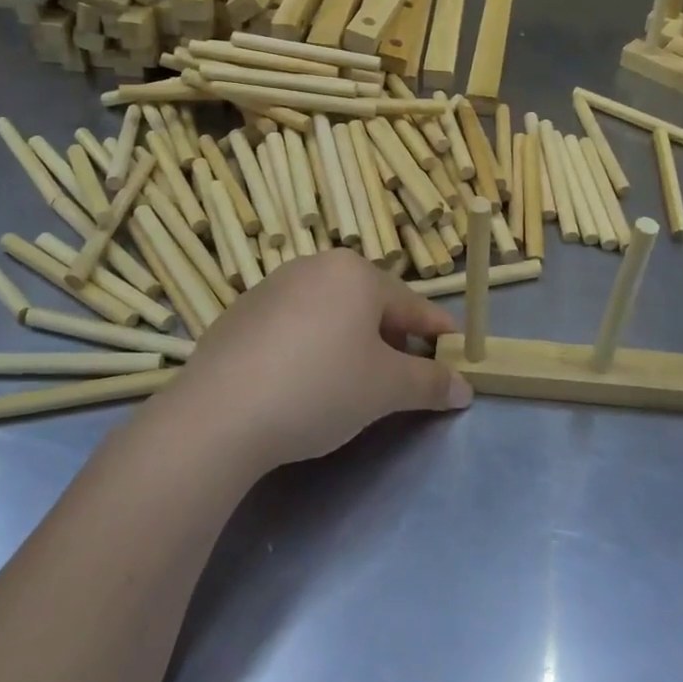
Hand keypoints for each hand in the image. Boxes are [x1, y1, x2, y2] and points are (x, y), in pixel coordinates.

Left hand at [165, 250, 471, 471]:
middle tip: (404, 378)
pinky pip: (294, 325)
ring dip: (351, 342)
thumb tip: (464, 389)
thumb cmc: (319, 388)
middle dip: (393, 340)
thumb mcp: (386, 389)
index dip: (438, 333)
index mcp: (356, 273)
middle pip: (370, 304)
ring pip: (331, 312)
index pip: (412, 305)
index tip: (456, 353)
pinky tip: (302, 382)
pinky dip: (311, 346)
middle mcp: (315, 266)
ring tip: (353, 383)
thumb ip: (430, 384)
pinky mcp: (241, 313)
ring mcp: (273, 286)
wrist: (218, 415)